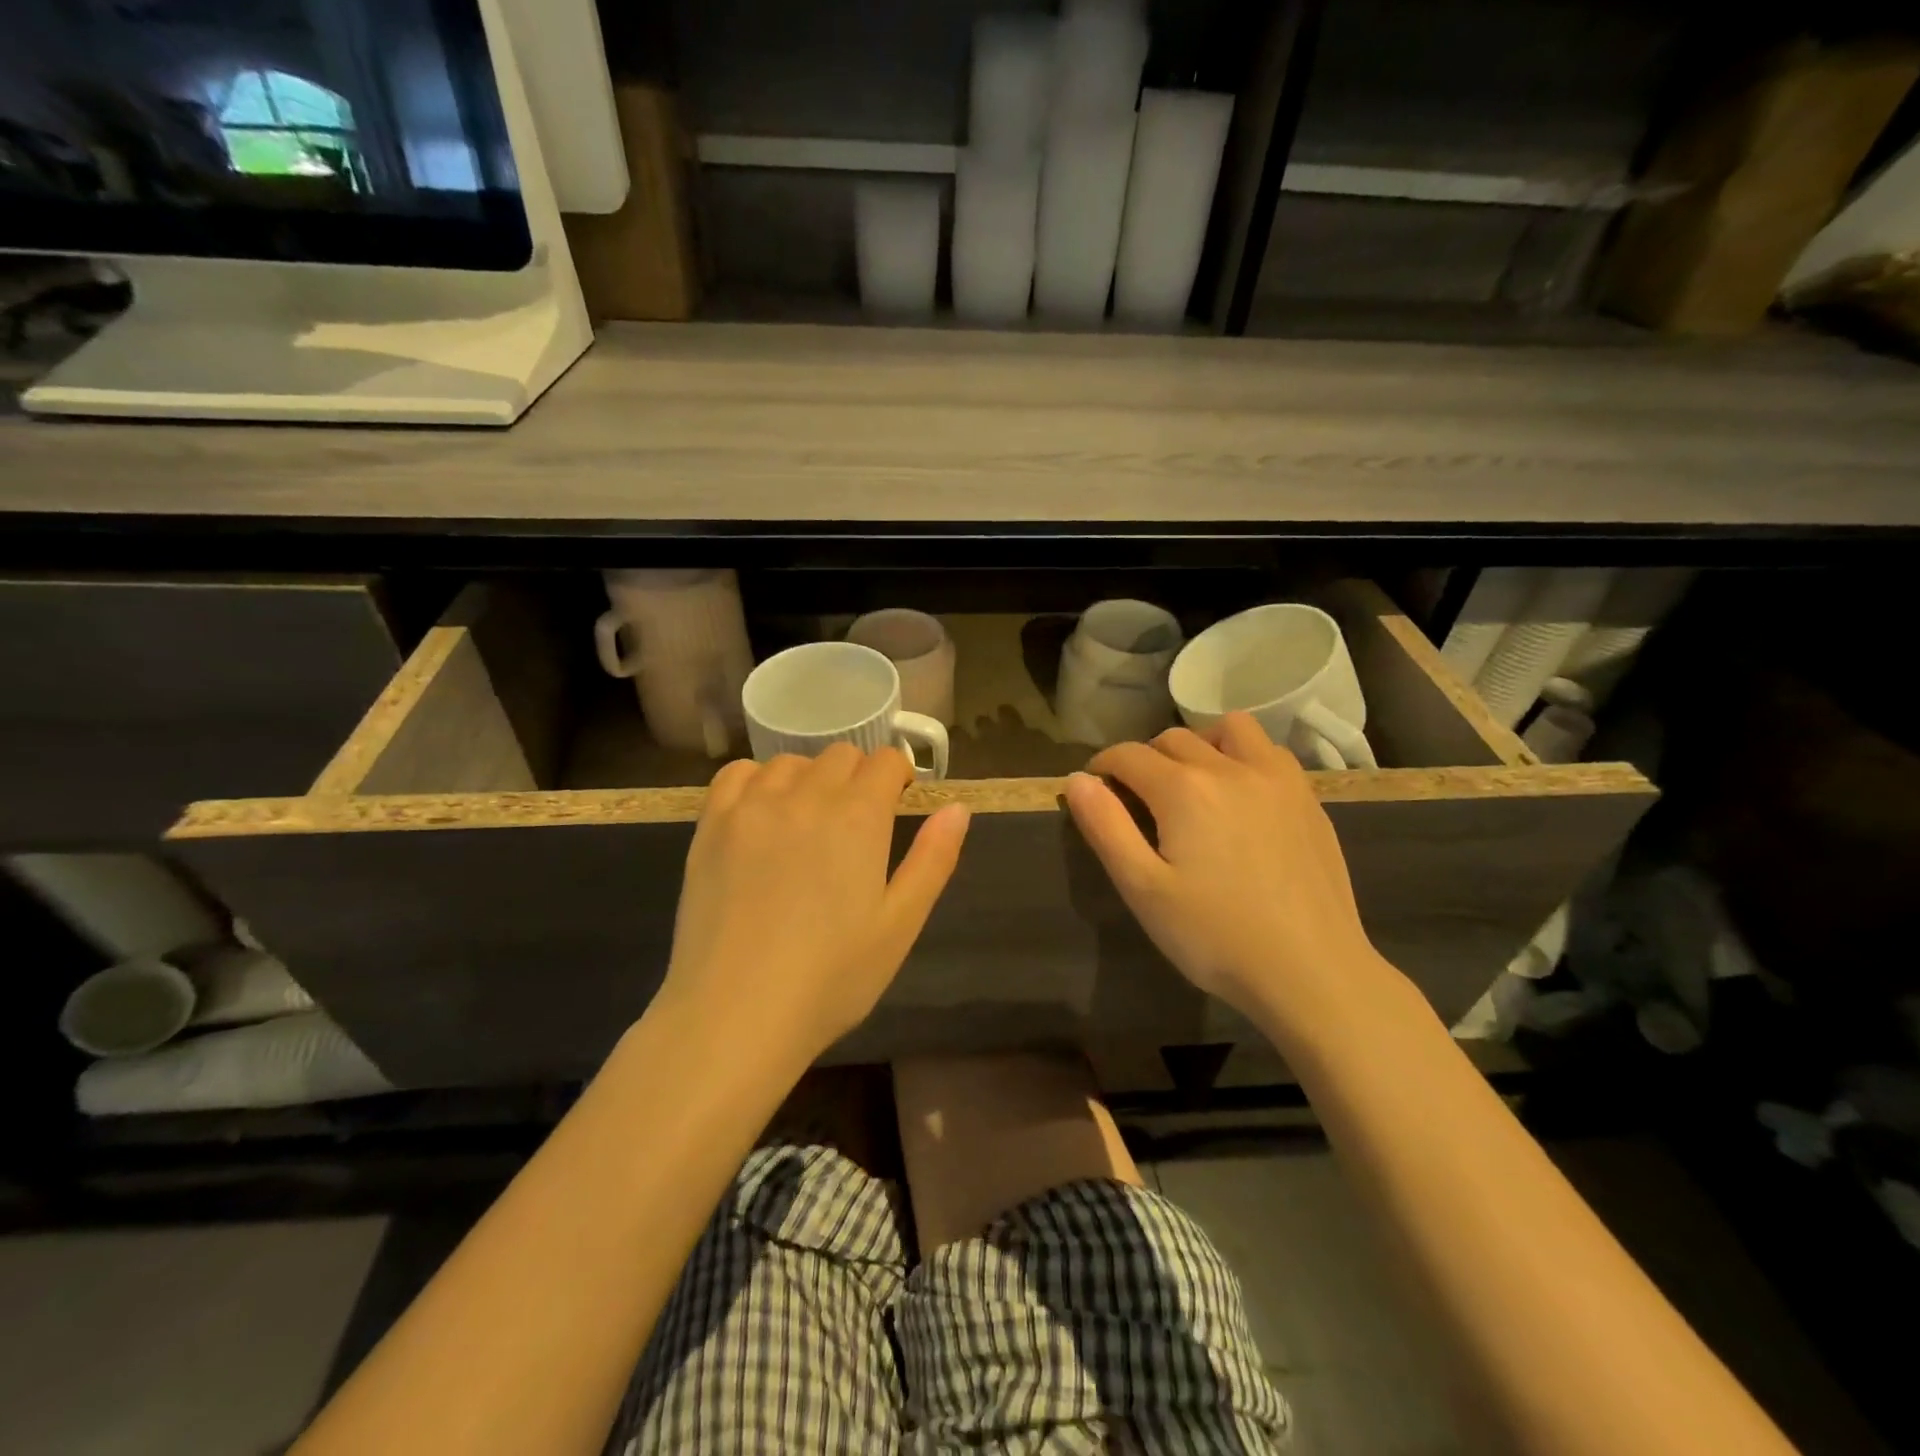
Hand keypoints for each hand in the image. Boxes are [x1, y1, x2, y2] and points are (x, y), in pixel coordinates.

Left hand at [660, 744, 970, 1067]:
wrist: (735, 1014)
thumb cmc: (830, 978)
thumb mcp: (900, 925)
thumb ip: (933, 859)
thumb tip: (958, 808)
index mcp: (858, 817)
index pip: (885, 761)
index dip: (898, 776)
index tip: (897, 803)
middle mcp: (806, 795)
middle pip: (841, 755)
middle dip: (858, 777)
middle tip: (856, 824)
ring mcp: (752, 806)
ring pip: (791, 762)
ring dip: (810, 779)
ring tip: (808, 823)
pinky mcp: (711, 824)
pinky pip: (738, 774)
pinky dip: (758, 781)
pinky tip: (762, 815)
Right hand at [1065, 713, 1397, 1032]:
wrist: (1311, 971)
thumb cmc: (1215, 936)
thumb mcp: (1143, 889)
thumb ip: (1106, 827)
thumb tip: (1077, 778)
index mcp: (1183, 789)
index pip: (1129, 755)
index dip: (1104, 766)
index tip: (1095, 787)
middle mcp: (1230, 768)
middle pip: (1173, 738)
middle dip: (1145, 759)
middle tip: (1138, 798)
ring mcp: (1276, 779)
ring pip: (1229, 729)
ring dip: (1200, 743)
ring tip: (1193, 782)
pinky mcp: (1307, 798)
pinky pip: (1268, 751)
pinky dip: (1243, 755)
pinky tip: (1241, 794)